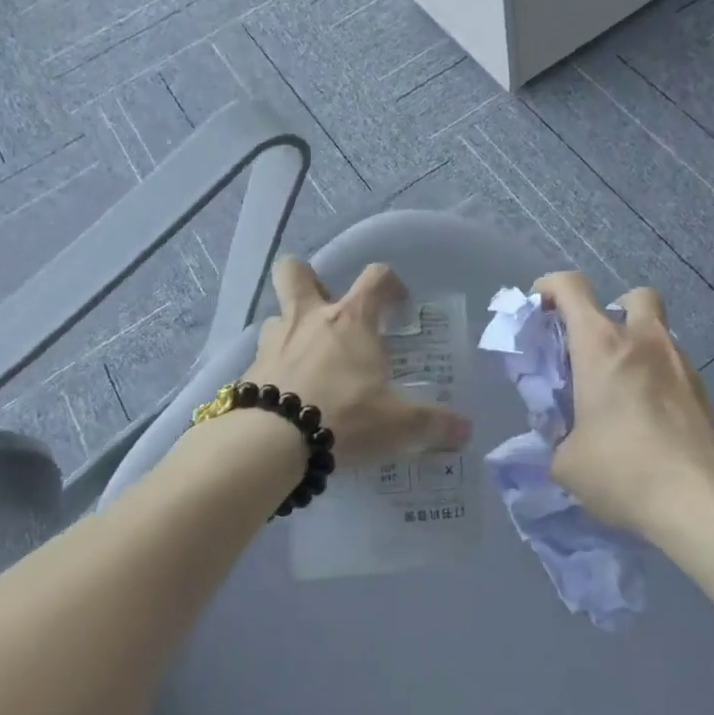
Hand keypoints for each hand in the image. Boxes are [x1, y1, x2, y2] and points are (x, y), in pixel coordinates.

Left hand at [245, 258, 471, 468]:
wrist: (272, 442)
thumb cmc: (345, 417)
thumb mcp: (399, 426)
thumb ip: (434, 425)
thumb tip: (464, 431)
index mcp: (350, 320)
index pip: (375, 277)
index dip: (390, 284)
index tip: (398, 305)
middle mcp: (309, 319)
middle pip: (296, 272)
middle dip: (309, 279)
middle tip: (326, 307)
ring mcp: (274, 343)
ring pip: (276, 316)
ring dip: (290, 330)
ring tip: (306, 359)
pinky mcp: (249, 372)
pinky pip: (263, 359)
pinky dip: (275, 370)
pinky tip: (286, 395)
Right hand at [535, 272, 713, 535]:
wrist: (701, 502)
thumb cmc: (622, 470)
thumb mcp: (567, 461)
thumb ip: (559, 438)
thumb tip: (567, 442)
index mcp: (601, 345)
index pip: (572, 287)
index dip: (550, 288)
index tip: (539, 307)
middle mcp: (644, 341)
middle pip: (633, 296)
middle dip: (613, 312)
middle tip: (596, 349)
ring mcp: (680, 365)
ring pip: (658, 335)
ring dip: (638, 350)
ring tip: (622, 394)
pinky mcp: (704, 394)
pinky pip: (674, 370)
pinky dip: (657, 382)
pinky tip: (649, 422)